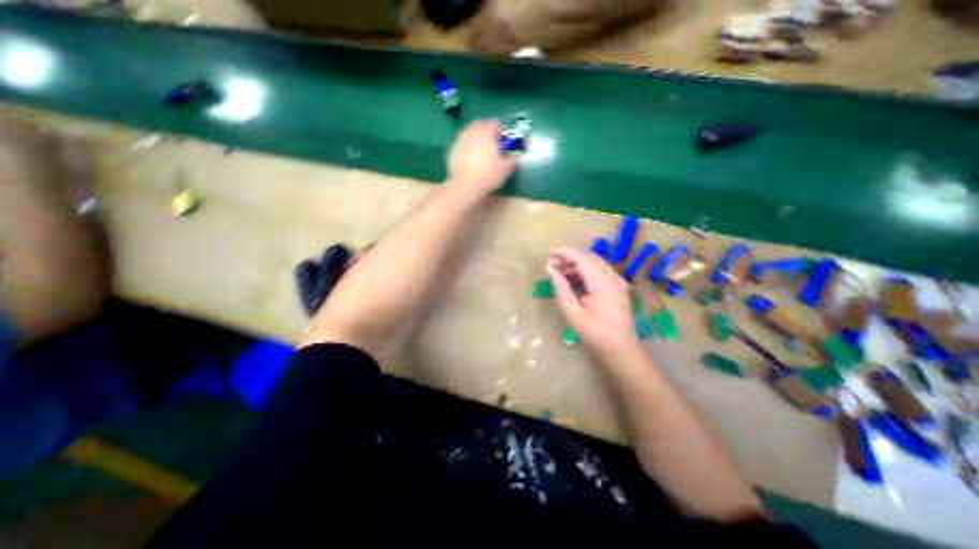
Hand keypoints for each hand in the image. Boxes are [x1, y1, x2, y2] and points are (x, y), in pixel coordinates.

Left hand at [447, 117, 514, 194]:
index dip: (500, 133)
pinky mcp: (452, 150)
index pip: (495, 124)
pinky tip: (469, 161)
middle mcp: (472, 131)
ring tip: (480, 154)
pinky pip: (461, 144)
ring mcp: (460, 140)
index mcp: (487, 132)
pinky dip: (466, 148)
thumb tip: (514, 156)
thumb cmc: (488, 175)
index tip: (502, 144)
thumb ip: (512, 159)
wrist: (465, 185)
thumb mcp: (506, 169)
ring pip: (469, 133)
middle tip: (491, 146)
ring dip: (475, 139)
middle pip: (480, 124)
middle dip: (486, 132)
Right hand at [544, 245, 643, 357]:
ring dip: (576, 264)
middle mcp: (613, 277)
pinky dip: (584, 270)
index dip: (565, 252)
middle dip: (569, 257)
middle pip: (589, 257)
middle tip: (551, 265)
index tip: (549, 252)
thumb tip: (552, 271)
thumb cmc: (595, 333)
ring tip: (559, 272)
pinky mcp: (617, 286)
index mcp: (602, 284)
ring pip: (594, 263)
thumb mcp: (573, 314)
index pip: (582, 259)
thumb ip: (562, 290)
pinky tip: (572, 278)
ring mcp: (617, 281)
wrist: (621, 348)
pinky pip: (599, 270)